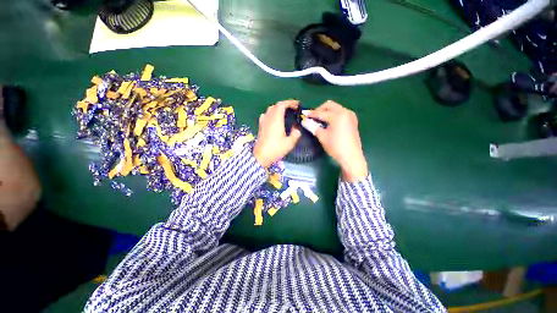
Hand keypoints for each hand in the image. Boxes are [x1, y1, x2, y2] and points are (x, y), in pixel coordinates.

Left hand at [253, 100, 301, 167]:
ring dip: (278, 108)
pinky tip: (275, 119)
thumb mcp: (289, 143)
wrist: (261, 156)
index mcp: (276, 119)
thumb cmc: (275, 149)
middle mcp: (268, 117)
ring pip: (270, 109)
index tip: (297, 104)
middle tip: (293, 109)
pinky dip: (273, 113)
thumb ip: (295, 134)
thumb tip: (296, 128)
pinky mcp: (261, 126)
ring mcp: (263, 121)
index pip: (282, 105)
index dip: (290, 102)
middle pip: (276, 106)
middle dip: (285, 105)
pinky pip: (267, 115)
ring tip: (286, 113)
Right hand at [309, 101, 367, 181]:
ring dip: (327, 112)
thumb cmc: (336, 146)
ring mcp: (350, 116)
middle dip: (320, 110)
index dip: (311, 114)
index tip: (303, 115)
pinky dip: (333, 115)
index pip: (321, 112)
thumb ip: (313, 126)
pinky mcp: (352, 121)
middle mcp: (345, 112)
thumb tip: (304, 121)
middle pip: (330, 105)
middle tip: (312, 117)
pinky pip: (340, 113)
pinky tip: (328, 123)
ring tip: (319, 121)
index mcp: (338, 115)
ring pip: (336, 109)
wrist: (351, 157)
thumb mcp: (322, 136)